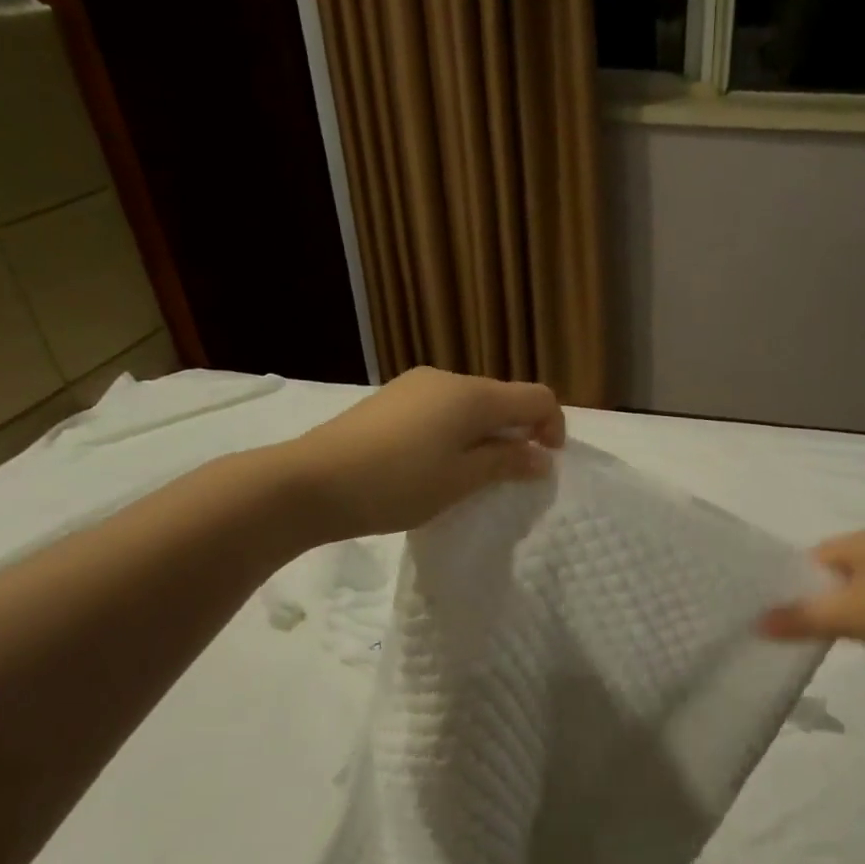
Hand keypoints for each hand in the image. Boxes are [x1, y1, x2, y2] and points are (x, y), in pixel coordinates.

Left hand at [284, 367, 565, 540]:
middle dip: (518, 432)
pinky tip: (435, 463)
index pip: (537, 397)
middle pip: (503, 398)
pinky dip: (456, 431)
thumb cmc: (397, 484)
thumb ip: (507, 463)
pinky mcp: (391, 399)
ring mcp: (415, 385)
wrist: (311, 482)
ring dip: (486, 434)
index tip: (545, 464)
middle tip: (510, 477)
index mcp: (473, 395)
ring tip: (471, 475)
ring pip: (471, 404)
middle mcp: (448, 379)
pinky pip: (442, 409)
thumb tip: (542, 457)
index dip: (553, 427)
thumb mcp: (461, 480)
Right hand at [759, 527, 864, 673]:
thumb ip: (800, 619)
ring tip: (849, 634)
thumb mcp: (847, 618)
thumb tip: (756, 624)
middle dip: (825, 595)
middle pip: (840, 568)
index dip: (798, 584)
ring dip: (853, 604)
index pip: (815, 556)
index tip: (790, 615)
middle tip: (816, 627)